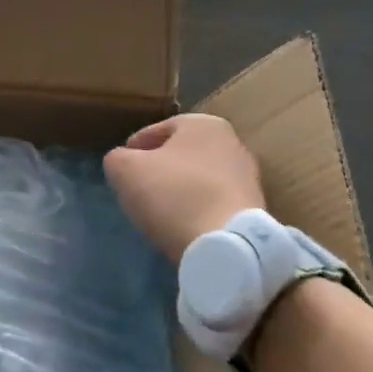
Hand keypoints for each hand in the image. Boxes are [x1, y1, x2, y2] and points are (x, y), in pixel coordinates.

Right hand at [104, 113, 264, 263]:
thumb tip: (123, 162)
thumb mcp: (125, 170)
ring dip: (180, 191)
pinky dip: (198, 210)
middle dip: (160, 169)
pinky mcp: (255, 209)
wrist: (227, 247)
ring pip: (199, 178)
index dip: (133, 149)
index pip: (156, 131)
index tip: (121, 170)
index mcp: (203, 123)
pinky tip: (184, 226)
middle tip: (139, 190)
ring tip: (160, 212)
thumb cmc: (174, 196)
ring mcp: (248, 177)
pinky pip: (214, 203)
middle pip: (180, 154)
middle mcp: (232, 142)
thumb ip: (117, 158)